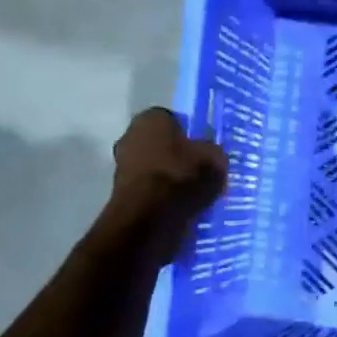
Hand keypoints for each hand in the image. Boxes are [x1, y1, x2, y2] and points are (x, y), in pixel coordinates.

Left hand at [105, 107, 227, 264]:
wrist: (150, 217)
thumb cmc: (182, 175)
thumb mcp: (215, 158)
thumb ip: (213, 152)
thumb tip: (211, 154)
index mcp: (151, 118)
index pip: (174, 120)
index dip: (191, 135)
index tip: (205, 151)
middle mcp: (130, 136)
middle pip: (162, 144)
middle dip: (179, 156)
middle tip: (202, 172)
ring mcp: (123, 166)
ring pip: (156, 168)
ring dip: (172, 178)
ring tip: (195, 194)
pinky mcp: (122, 193)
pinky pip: (151, 190)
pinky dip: (164, 196)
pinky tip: (182, 207)